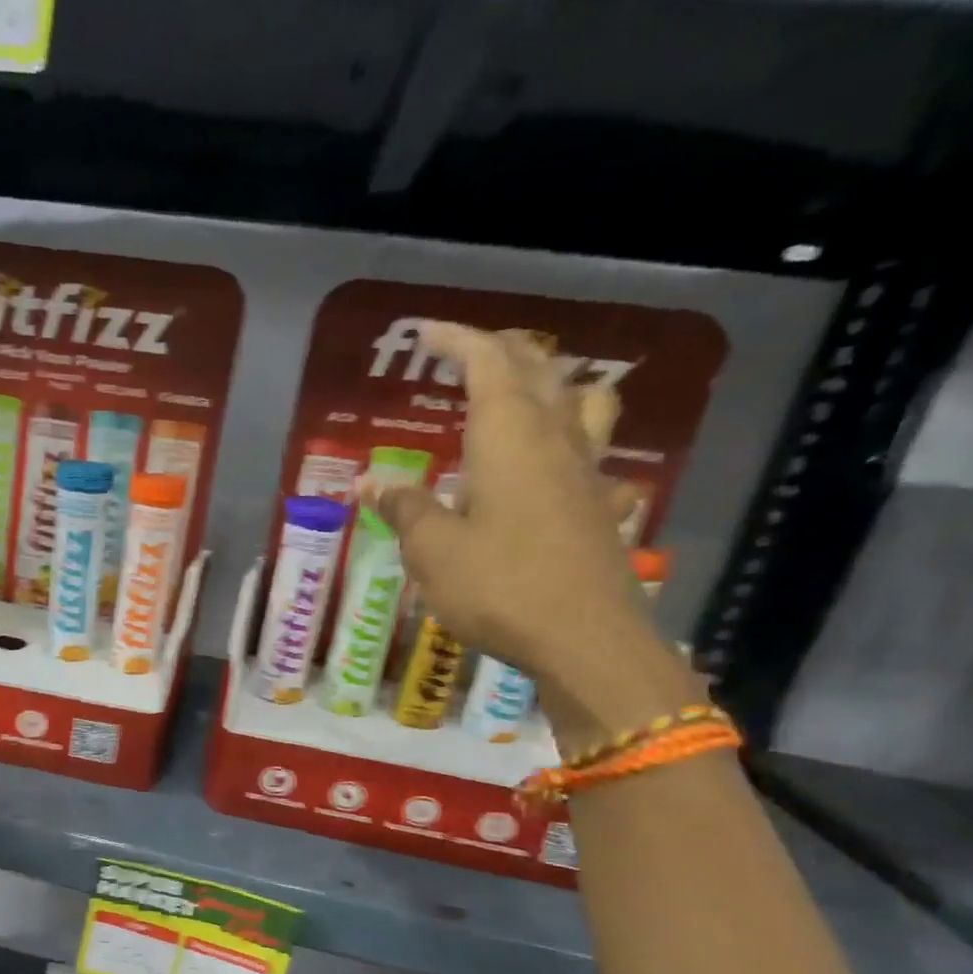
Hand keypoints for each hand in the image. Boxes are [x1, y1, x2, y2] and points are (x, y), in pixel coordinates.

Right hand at [364, 321, 698, 749]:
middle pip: (539, 371)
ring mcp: (585, 472)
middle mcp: (554, 440)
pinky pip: (593, 454)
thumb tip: (373, 482)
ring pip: (583, 402)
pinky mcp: (599, 506)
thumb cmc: (498, 586)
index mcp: (509, 438)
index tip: (423, 334)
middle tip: (463, 358)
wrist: (583, 638)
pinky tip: (557, 470)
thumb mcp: (432, 551)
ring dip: (552, 384)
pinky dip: (573, 443)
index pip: (488, 363)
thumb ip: (405, 509)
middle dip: (499, 353)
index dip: (456, 340)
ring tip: (524, 395)